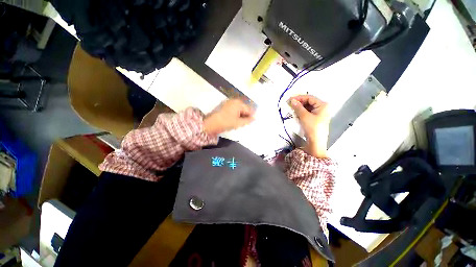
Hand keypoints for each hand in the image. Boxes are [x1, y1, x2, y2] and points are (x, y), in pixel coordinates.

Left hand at [203, 99, 254, 134]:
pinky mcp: (225, 105)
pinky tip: (233, 120)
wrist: (211, 123)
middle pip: (244, 109)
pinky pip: (234, 109)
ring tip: (237, 123)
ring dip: (240, 116)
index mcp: (239, 103)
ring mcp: (229, 102)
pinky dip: (235, 114)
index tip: (250, 123)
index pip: (249, 110)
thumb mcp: (238, 123)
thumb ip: (248, 120)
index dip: (250, 117)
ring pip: (239, 109)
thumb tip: (254, 118)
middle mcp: (234, 101)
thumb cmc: (226, 122)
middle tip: (243, 124)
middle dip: (245, 116)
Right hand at [289, 95, 329, 157]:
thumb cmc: (312, 128)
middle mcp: (323, 107)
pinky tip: (296, 113)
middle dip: (299, 102)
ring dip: (300, 107)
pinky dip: (302, 112)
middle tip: (290, 104)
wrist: (316, 142)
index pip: (310, 97)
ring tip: (291, 108)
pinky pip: (308, 112)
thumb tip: (292, 100)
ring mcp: (320, 113)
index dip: (299, 98)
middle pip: (309, 102)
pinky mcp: (316, 118)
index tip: (290, 99)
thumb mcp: (304, 116)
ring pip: (308, 107)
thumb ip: (298, 107)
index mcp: (323, 105)